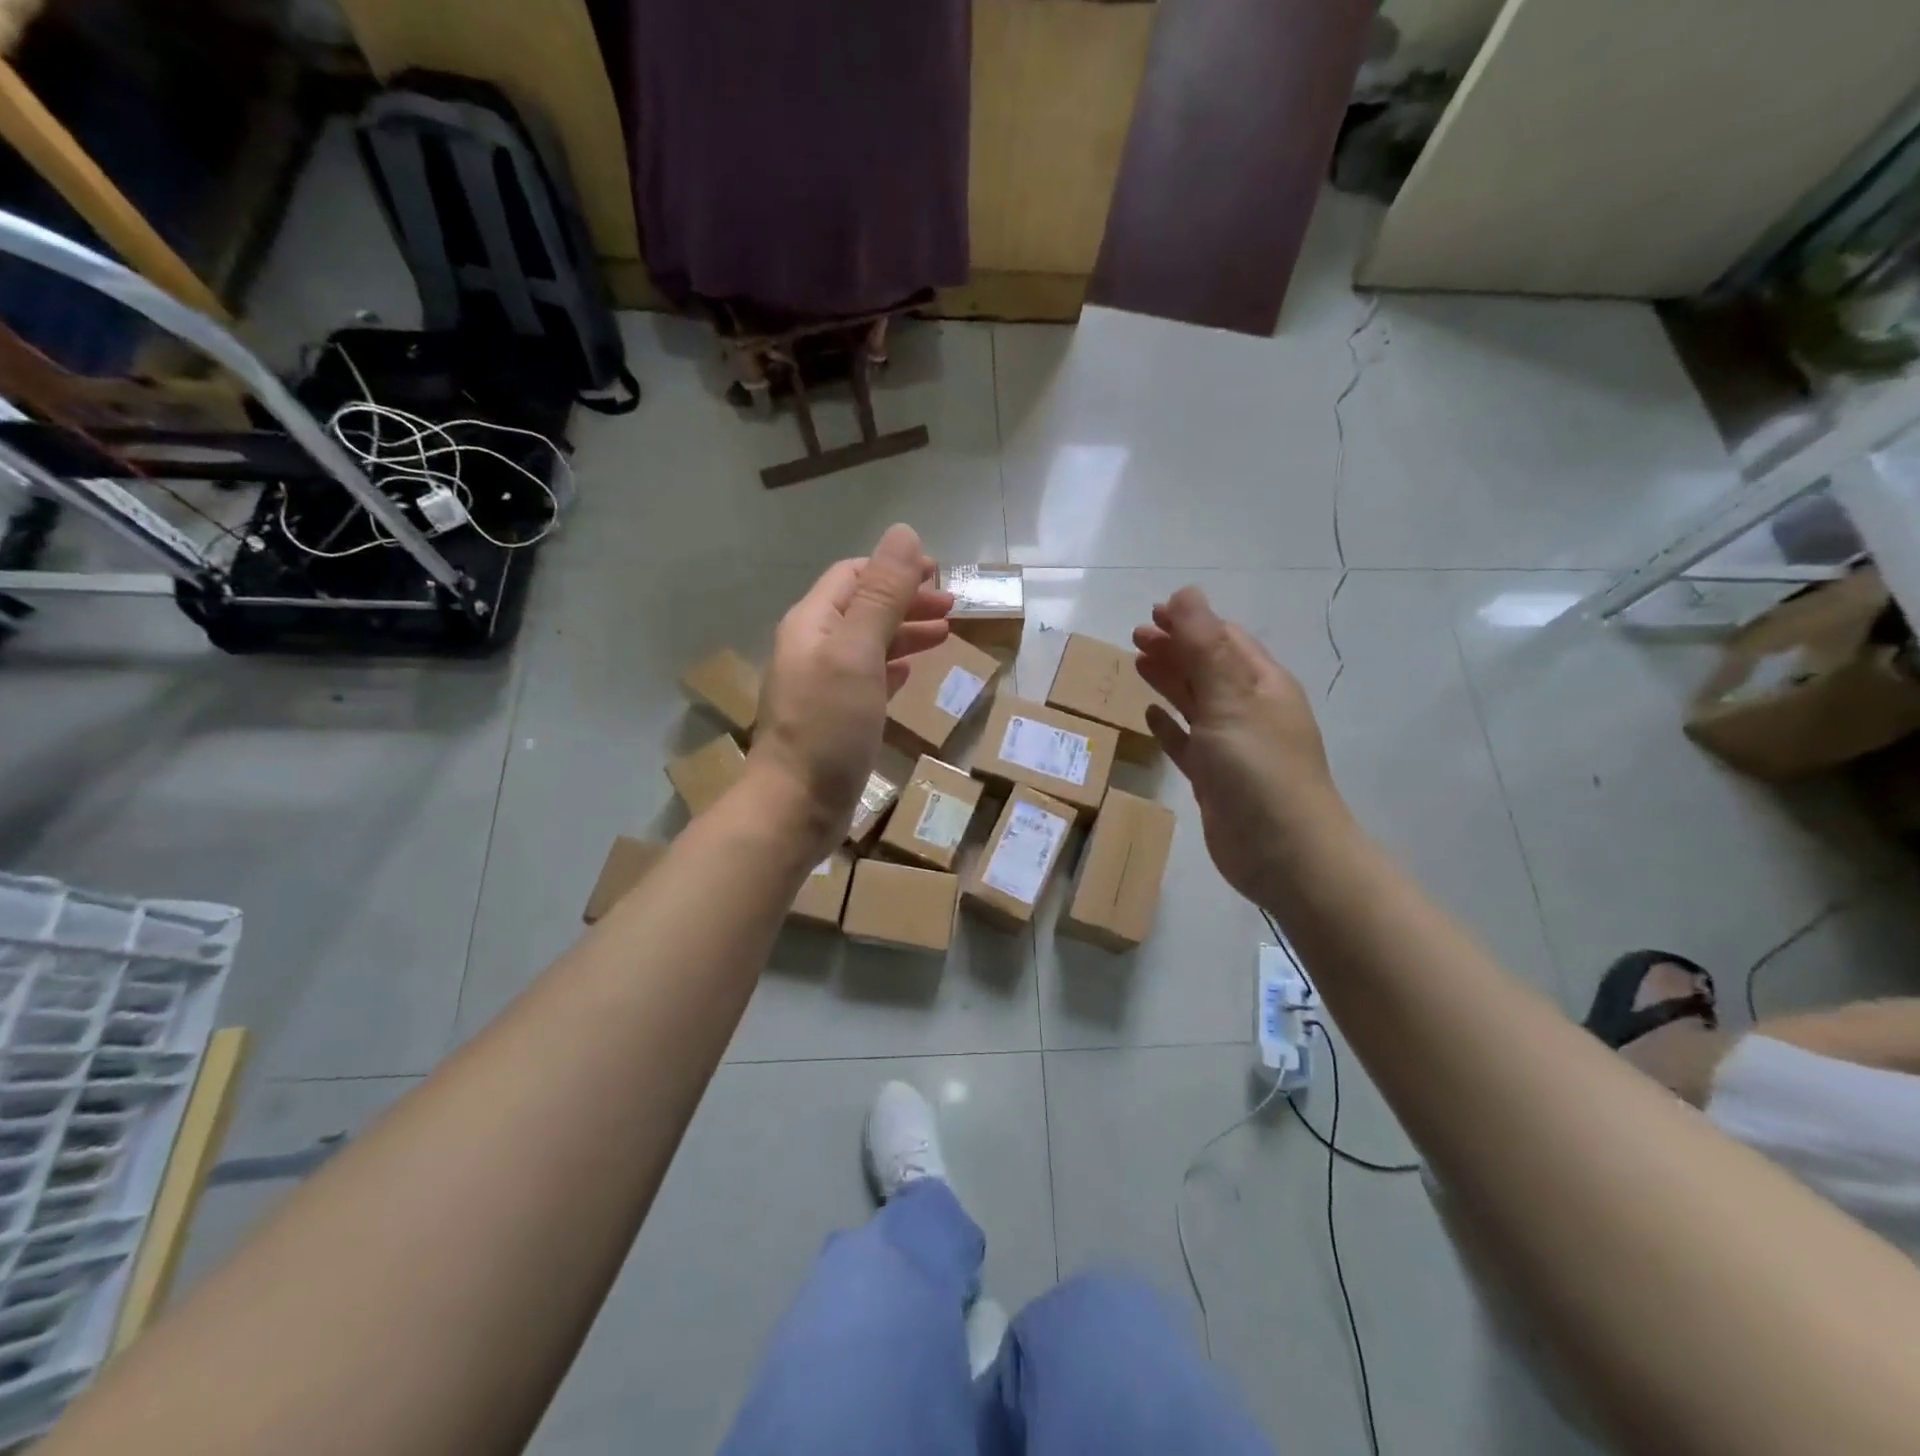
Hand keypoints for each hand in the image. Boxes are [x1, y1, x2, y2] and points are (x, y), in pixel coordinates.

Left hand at [748, 524, 953, 855]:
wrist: (796, 806)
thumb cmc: (828, 725)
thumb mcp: (858, 653)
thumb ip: (882, 595)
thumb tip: (904, 533)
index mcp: (812, 623)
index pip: (853, 576)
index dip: (894, 569)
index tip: (939, 574)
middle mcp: (812, 648)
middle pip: (862, 609)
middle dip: (906, 601)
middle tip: (952, 608)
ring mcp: (821, 685)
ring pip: (867, 644)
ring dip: (904, 633)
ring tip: (945, 636)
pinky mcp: (834, 717)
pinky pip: (867, 678)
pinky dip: (891, 667)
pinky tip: (910, 672)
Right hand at [1134, 587, 1349, 908]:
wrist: (1284, 855)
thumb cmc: (1259, 771)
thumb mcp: (1230, 701)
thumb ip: (1204, 648)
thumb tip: (1186, 593)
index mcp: (1262, 685)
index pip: (1224, 640)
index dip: (1191, 622)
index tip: (1153, 611)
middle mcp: (1250, 710)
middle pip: (1208, 668)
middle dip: (1175, 648)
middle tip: (1135, 635)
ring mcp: (1233, 747)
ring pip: (1196, 703)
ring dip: (1169, 681)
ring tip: (1137, 663)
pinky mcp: (1215, 779)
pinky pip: (1188, 743)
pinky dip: (1170, 726)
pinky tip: (1150, 716)